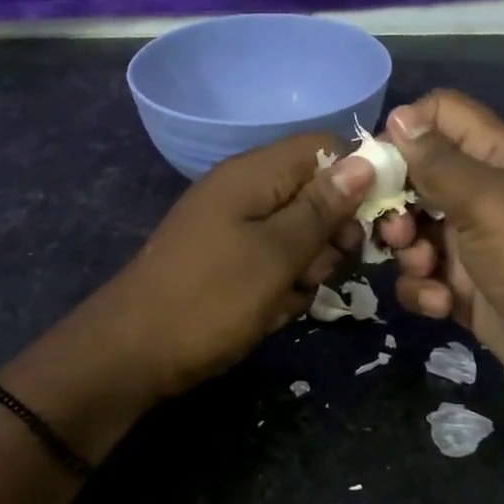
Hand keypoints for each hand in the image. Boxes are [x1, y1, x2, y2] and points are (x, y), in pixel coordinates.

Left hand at [96, 133, 373, 402]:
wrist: (130, 354)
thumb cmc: (210, 299)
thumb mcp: (276, 254)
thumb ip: (322, 208)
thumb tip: (364, 160)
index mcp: (254, 174)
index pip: (325, 149)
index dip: (357, 178)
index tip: (373, 223)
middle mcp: (244, 190)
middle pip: (315, 193)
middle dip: (331, 235)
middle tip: (319, 272)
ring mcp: (232, 226)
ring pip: (298, 234)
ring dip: (307, 268)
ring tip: (286, 298)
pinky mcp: (226, 259)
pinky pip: (272, 261)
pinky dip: (280, 286)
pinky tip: (269, 313)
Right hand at [375, 91, 503, 423]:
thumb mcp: (487, 201)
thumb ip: (437, 162)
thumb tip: (397, 116)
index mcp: (494, 156)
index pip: (440, 114)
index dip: (405, 128)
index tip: (378, 161)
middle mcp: (480, 193)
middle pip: (415, 176)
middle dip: (394, 201)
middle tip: (395, 226)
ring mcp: (472, 244)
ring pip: (412, 230)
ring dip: (406, 250)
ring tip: (425, 268)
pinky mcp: (465, 290)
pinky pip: (423, 277)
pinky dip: (424, 289)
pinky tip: (441, 304)